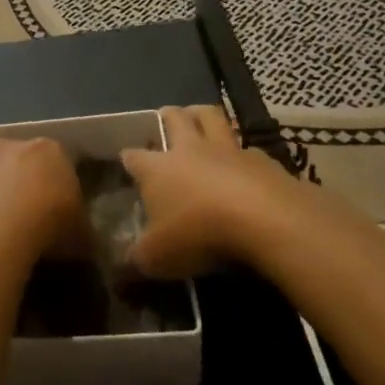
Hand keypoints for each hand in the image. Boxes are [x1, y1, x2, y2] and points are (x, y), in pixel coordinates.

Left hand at [0, 137, 83, 259]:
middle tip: (33, 218)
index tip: (63, 213)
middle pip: (27, 162)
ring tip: (4, 227)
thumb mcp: (82, 236)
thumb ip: (83, 231)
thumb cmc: (48, 226)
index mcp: (54, 150)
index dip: (63, 189)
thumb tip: (83, 240)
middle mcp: (17, 143)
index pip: (63, 163)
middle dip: (30, 185)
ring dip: (0, 192)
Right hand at [122, 106, 306, 278]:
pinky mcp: (262, 159)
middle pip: (174, 118)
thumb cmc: (199, 233)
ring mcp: (228, 150)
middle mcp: (190, 149)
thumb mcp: (157, 258)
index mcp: (158, 169)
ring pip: (211, 117)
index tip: (126, 161)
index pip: (134, 156)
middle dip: (167, 116)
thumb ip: (135, 260)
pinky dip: (243, 153)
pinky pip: (248, 148)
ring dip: (202, 115)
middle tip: (165, 119)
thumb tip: (119, 269)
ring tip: (200, 119)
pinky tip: (245, 167)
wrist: (265, 220)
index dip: (128, 158)